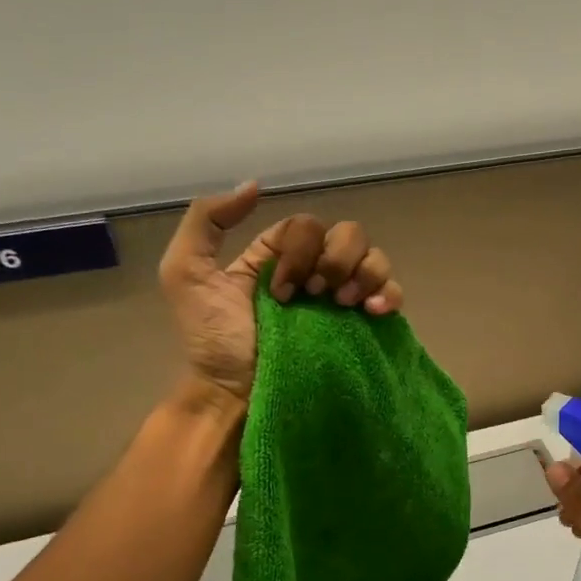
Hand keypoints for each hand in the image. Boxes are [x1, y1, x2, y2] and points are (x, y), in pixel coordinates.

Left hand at [158, 181, 405, 404]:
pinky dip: (390, 293)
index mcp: (279, 255)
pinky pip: (393, 292)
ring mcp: (343, 298)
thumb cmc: (213, 339)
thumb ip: (207, 220)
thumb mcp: (186, 272)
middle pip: (348, 234)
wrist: (237, 394)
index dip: (300, 250)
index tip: (281, 289)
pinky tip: (375, 310)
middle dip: (335, 261)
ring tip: (344, 305)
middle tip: (317, 297)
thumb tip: (256, 186)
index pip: (307, 226)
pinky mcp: (363, 325)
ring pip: (374, 257)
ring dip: (364, 274)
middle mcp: (315, 271)